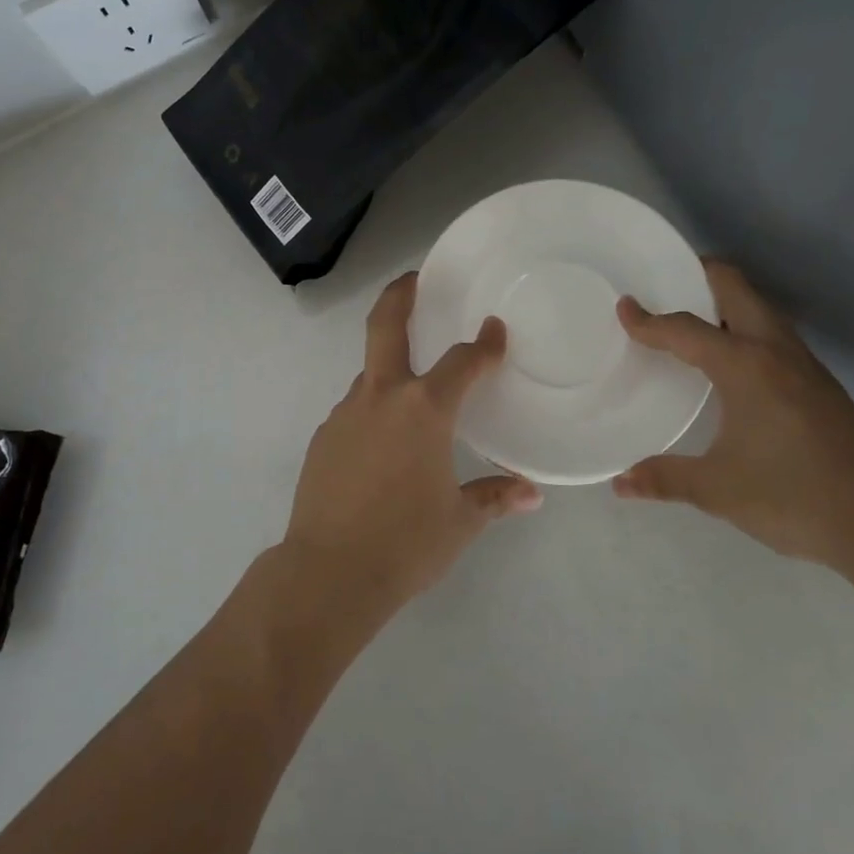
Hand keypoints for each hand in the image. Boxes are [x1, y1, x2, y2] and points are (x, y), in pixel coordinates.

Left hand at [285, 273, 542, 610]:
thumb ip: (494, 498)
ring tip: (410, 396)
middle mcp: (381, 398)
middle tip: (413, 280)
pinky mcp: (323, 438)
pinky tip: (381, 446)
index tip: (494, 331)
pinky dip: (372, 413)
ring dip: (389, 370)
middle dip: (400, 295)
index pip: (462, 362)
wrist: (328, 573)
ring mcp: (344, 415)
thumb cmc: (405, 543)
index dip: (483, 345)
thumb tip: (531, 495)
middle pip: (385, 327)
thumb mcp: (458, 522)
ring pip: (369, 376)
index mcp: (423, 410)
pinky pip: (354, 412)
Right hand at [612, 259, 853, 571]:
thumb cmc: (792, 497)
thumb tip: (619, 483)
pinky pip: (774, 336)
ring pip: (761, 310)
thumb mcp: (718, 489)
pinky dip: (745, 329)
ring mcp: (805, 366)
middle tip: (665, 286)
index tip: (624, 307)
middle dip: (699, 277)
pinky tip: (732, 365)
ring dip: (726, 304)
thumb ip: (664, 478)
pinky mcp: (821, 385)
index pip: (686, 330)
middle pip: (736, 290)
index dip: (650, 320)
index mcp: (746, 367)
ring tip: (691, 321)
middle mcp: (777, 352)